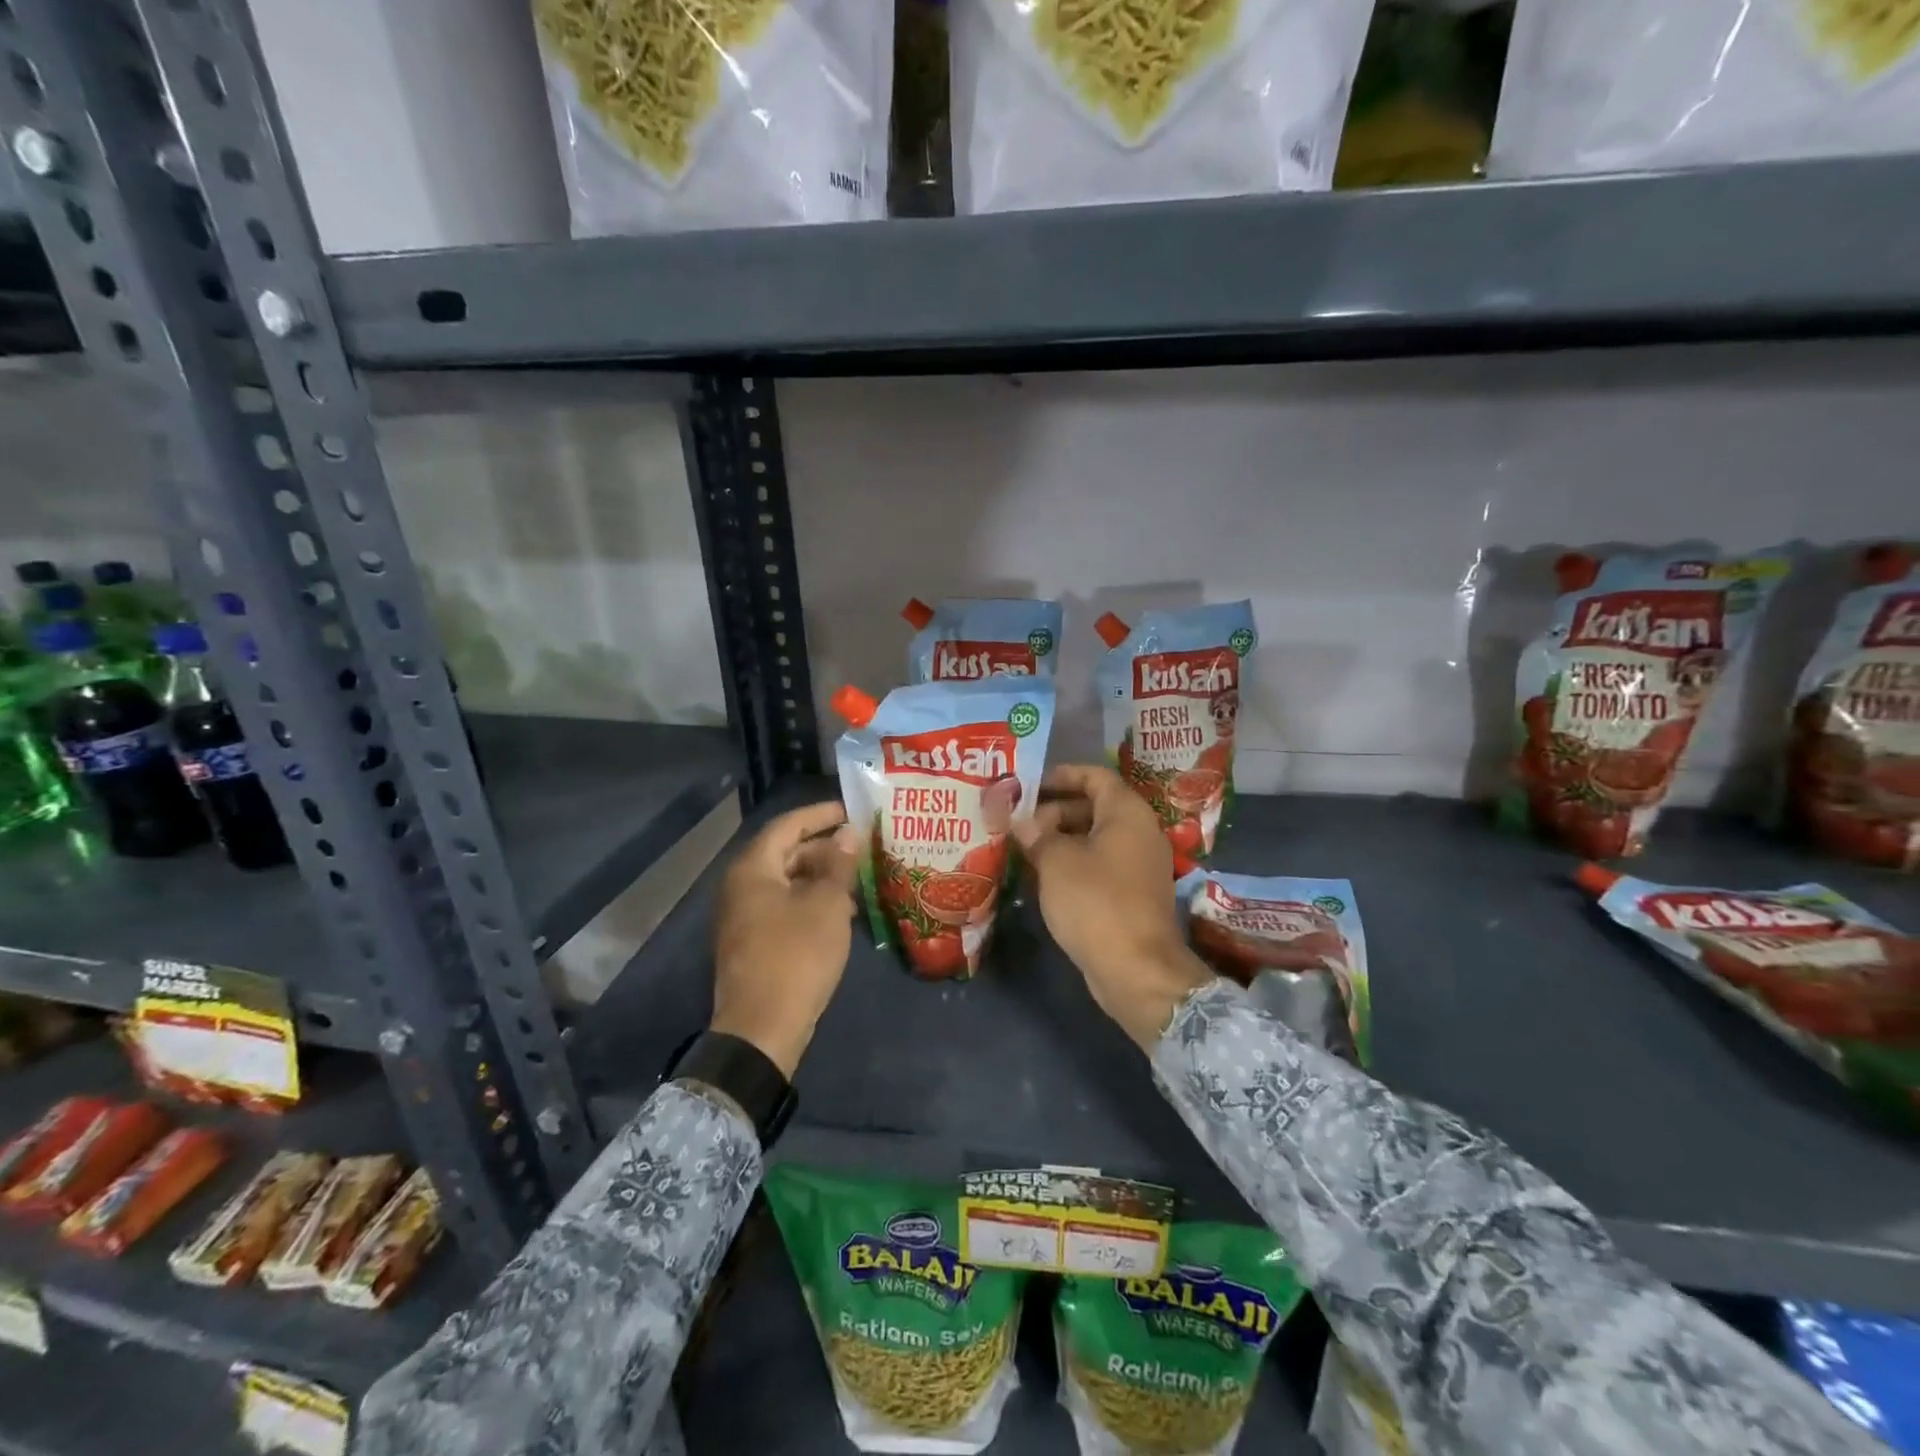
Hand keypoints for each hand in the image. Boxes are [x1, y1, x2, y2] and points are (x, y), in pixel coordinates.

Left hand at [710, 800, 860, 1077]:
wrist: (762, 1028)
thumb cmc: (796, 955)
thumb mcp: (827, 905)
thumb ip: (839, 864)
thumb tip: (848, 832)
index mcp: (753, 869)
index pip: (787, 825)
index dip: (820, 814)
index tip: (851, 810)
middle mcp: (740, 886)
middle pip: (786, 853)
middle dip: (824, 849)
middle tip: (861, 849)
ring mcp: (743, 916)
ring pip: (786, 882)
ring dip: (821, 878)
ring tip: (858, 882)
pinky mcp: (752, 942)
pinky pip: (783, 907)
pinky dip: (810, 902)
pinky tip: (841, 914)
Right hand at [1013, 765, 1213, 1049]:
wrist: (1137, 969)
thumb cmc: (1095, 901)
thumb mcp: (1056, 861)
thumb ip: (1036, 834)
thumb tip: (1021, 822)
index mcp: (1127, 812)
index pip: (1095, 776)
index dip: (1061, 775)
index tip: (1029, 785)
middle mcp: (1140, 832)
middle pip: (1094, 807)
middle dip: (1054, 811)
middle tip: (1018, 822)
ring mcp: (1140, 865)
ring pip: (1095, 839)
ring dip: (1060, 840)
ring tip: (1022, 848)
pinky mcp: (1134, 894)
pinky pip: (1100, 865)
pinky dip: (1073, 864)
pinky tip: (1043, 876)